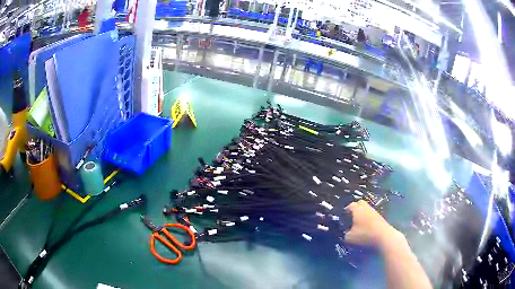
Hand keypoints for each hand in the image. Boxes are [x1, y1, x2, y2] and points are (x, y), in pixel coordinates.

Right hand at [344, 200, 402, 249]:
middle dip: (356, 209)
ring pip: (367, 210)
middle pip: (360, 204)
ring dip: (363, 215)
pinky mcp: (381, 219)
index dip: (346, 210)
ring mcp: (375, 213)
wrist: (385, 238)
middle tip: (351, 218)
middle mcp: (367, 208)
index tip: (343, 217)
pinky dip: (369, 221)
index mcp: (357, 210)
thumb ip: (345, 235)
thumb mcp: (349, 238)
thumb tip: (346, 233)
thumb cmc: (365, 236)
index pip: (350, 205)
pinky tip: (366, 229)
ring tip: (358, 225)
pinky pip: (372, 217)